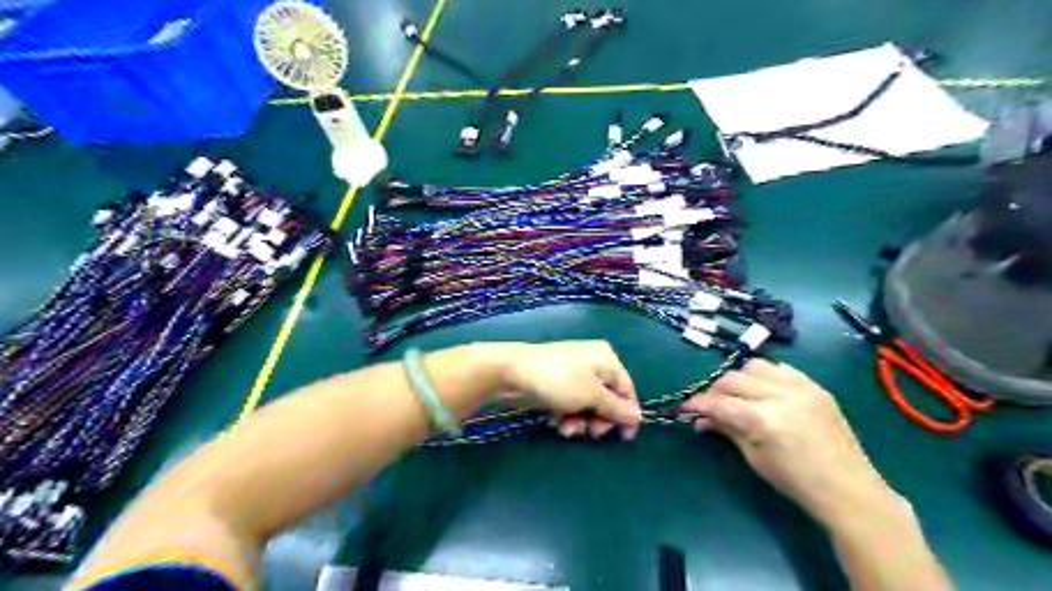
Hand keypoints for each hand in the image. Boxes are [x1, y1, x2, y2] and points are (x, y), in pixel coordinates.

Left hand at [501, 341, 641, 438]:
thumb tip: (638, 417)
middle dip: (598, 419)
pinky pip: (570, 404)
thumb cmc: (559, 380)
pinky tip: (556, 422)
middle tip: (590, 432)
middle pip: (607, 399)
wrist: (513, 373)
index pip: (627, 389)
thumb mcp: (592, 395)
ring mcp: (573, 374)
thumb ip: (617, 408)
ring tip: (567, 428)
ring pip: (587, 405)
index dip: (627, 414)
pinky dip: (566, 415)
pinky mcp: (557, 384)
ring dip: (580, 421)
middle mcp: (593, 364)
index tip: (624, 438)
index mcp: (607, 359)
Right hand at [687, 357, 899, 529]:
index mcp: (765, 420)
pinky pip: (780, 368)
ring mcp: (801, 387)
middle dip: (715, 391)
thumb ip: (727, 430)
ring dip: (738, 378)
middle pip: (733, 379)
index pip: (720, 403)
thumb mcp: (754, 457)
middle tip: (709, 405)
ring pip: (754, 366)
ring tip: (736, 395)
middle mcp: (781, 396)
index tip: (686, 407)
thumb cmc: (796, 481)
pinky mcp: (815, 386)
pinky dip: (764, 375)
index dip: (698, 404)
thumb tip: (701, 419)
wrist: (848, 489)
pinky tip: (762, 390)